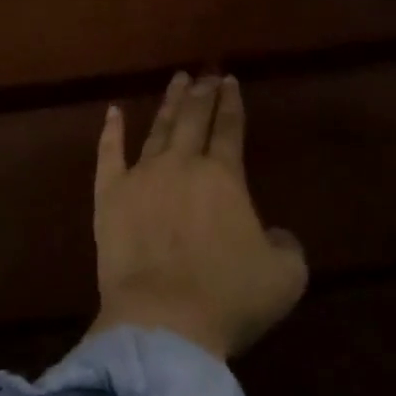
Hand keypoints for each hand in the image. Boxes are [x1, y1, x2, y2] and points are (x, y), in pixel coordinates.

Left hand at [90, 73, 307, 359]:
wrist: (163, 322)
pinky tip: (113, 112)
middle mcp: (183, 164)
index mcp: (224, 177)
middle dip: (202, 94)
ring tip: (177, 80)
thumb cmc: (228, 299)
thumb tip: (277, 234)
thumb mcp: (284, 277)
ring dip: (170, 103)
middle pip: (194, 119)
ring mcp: (143, 176)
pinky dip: (111, 131)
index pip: (229, 128)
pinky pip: (109, 155)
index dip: (231, 102)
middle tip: (206, 74)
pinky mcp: (111, 197)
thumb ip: (287, 246)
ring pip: (158, 128)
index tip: (230, 80)